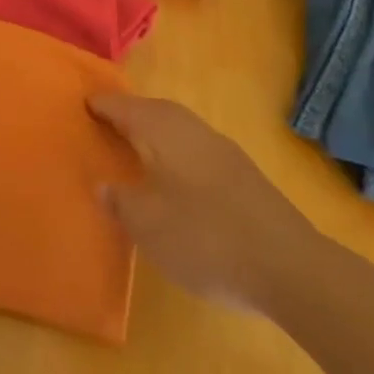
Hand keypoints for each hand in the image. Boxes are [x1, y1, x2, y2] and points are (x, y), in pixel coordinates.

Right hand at [89, 93, 330, 315]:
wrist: (291, 269)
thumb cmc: (205, 239)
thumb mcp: (148, 225)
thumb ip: (120, 201)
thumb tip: (103, 184)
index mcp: (163, 131)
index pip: (124, 108)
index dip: (102, 106)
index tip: (83, 104)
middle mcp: (193, 130)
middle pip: (155, 111)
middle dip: (131, 114)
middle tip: (108, 123)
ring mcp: (224, 151)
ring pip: (181, 129)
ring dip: (158, 134)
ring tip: (138, 151)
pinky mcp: (246, 176)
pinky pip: (198, 150)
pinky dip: (179, 154)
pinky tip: (177, 180)